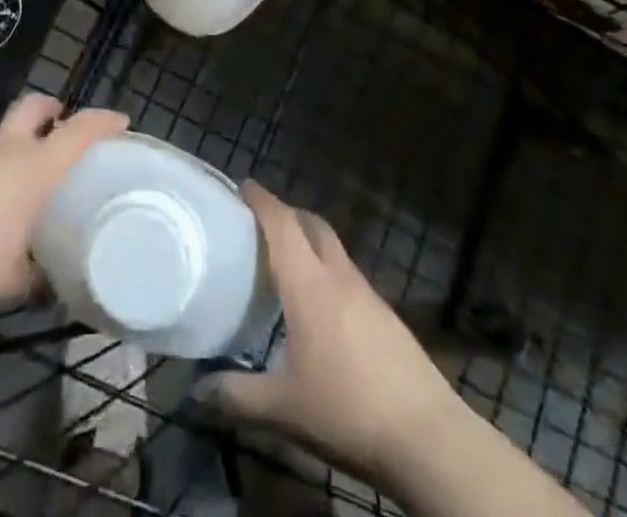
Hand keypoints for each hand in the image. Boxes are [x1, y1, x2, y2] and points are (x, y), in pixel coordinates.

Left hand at [0, 94, 128, 313]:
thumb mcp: (16, 281)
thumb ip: (41, 279)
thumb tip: (55, 289)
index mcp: (34, 168)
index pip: (78, 131)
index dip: (103, 122)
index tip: (121, 121)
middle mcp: (6, 149)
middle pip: (34, 107)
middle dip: (52, 109)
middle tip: (61, 126)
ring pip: (2, 134)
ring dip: (16, 145)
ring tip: (21, 183)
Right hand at [201, 184, 464, 482]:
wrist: (429, 439)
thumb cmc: (347, 411)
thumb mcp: (283, 409)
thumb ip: (237, 396)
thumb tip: (197, 391)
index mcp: (309, 284)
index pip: (282, 223)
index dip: (262, 200)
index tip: (243, 186)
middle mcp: (339, 277)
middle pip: (312, 225)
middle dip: (287, 214)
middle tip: (262, 224)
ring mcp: (369, 295)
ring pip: (335, 250)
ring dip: (311, 244)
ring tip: (289, 265)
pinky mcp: (388, 318)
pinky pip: (350, 278)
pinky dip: (330, 274)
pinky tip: (324, 309)